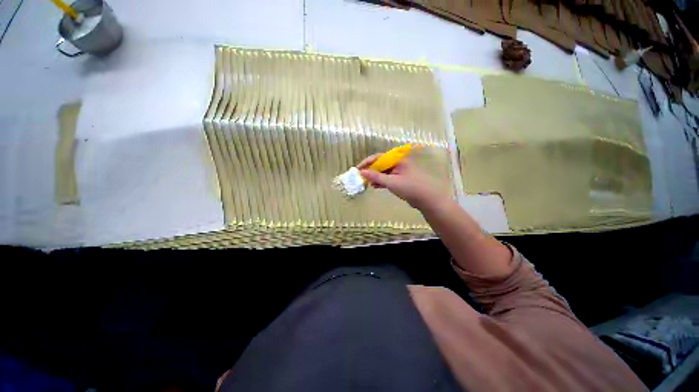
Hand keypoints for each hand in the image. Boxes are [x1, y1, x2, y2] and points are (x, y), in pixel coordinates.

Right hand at [357, 154, 443, 208]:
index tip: (357, 169)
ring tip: (366, 183)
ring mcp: (399, 172)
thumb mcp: (391, 182)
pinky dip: (381, 182)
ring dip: (375, 177)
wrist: (427, 199)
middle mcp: (398, 163)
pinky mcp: (400, 180)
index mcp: (397, 160)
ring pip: (384, 172)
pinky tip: (375, 186)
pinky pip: (388, 178)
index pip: (378, 157)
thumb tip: (362, 172)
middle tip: (361, 177)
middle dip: (370, 170)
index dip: (367, 162)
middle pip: (380, 164)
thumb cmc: (409, 187)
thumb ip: (376, 176)